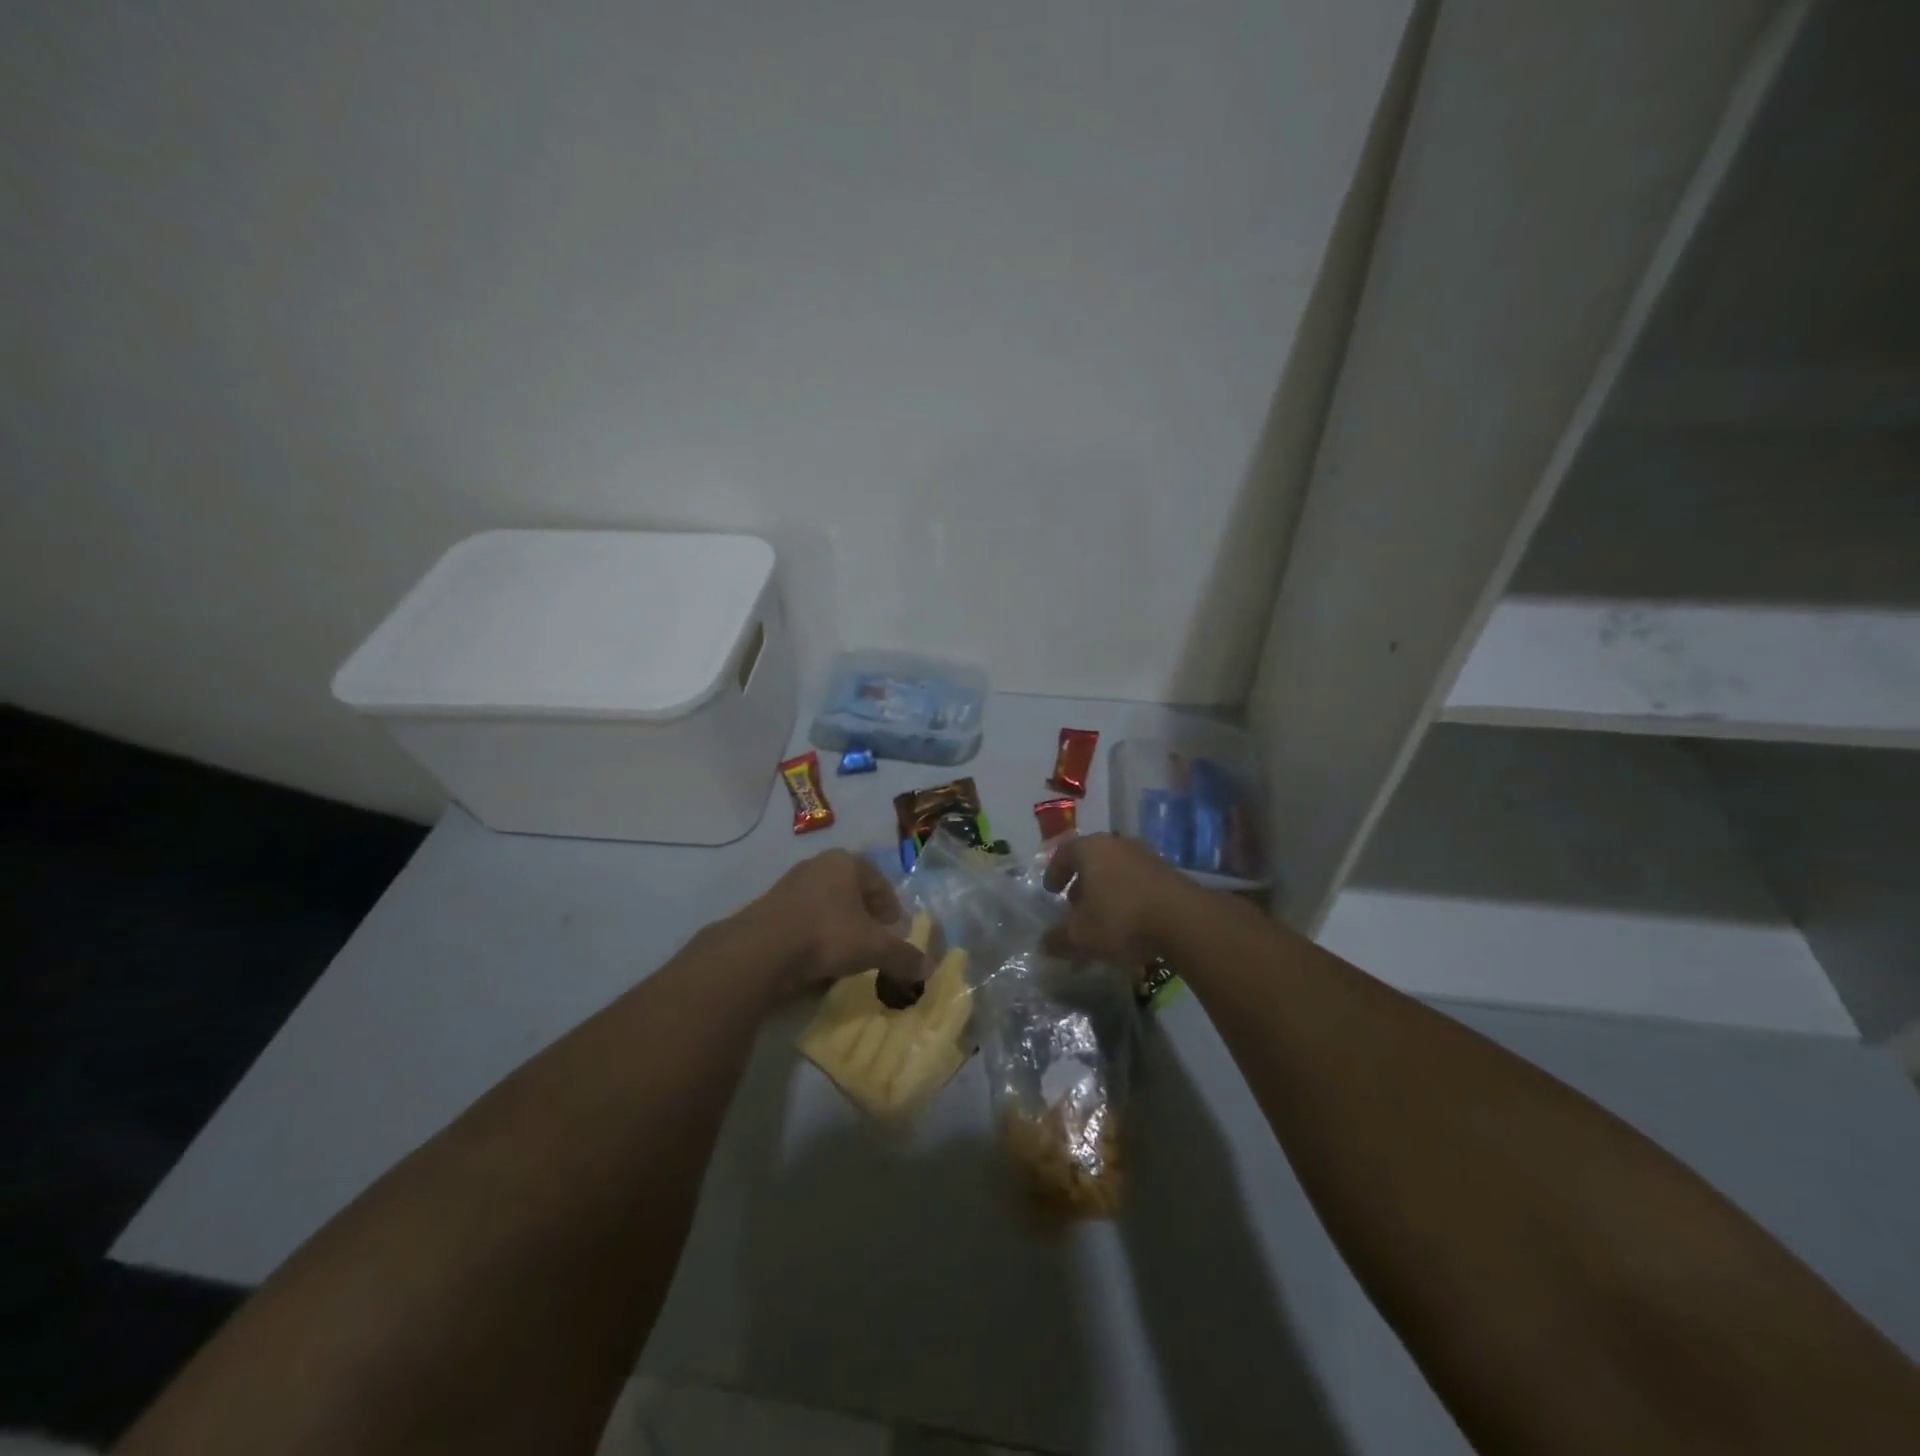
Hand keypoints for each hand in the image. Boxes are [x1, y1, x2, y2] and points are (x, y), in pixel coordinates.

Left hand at [736, 849, 929, 995]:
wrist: (762, 949)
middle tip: (874, 944)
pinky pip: (804, 920)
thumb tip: (928, 970)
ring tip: (846, 955)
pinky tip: (818, 960)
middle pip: (853, 892)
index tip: (895, 934)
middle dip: (866, 918)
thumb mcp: (874, 948)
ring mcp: (790, 884)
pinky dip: (815, 937)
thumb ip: (903, 956)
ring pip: (827, 906)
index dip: (892, 910)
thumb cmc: (827, 934)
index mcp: (846, 862)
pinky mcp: (770, 907)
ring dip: (840, 927)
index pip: (880, 883)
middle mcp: (818, 864)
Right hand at [1042, 833, 1205, 964]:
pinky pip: (1138, 880)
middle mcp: (1117, 844)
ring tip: (1102, 915)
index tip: (1051, 891)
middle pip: (1092, 859)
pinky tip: (1130, 921)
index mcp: (1091, 849)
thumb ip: (1058, 939)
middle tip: (1075, 904)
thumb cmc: (1120, 919)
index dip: (1054, 872)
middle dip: (1081, 881)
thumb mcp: (1080, 936)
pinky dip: (1127, 895)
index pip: (1064, 852)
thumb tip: (1044, 943)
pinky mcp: (1168, 872)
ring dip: (1106, 889)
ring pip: (1116, 869)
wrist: (1184, 920)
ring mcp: (1146, 856)